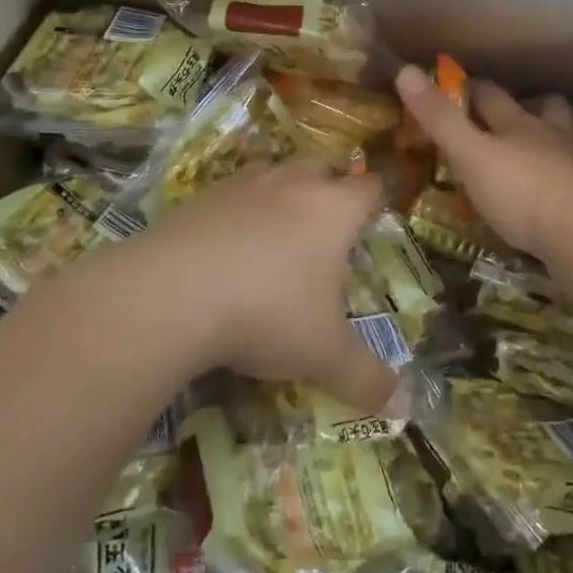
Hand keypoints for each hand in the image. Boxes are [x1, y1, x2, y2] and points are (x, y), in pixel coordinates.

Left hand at [117, 159, 400, 416]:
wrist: (170, 294)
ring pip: (272, 172)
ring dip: (280, 193)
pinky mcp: (198, 197)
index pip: (369, 187)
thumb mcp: (323, 355)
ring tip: (275, 234)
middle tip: (325, 229)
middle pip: (320, 167)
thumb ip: (366, 379)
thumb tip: (402, 406)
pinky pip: (229, 193)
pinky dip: (236, 211)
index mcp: (333, 210)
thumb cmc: (267, 313)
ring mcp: (241, 185)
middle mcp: (291, 184)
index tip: (373, 220)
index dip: (376, 200)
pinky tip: (226, 247)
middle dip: (327, 188)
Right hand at [394, 64, 572, 256]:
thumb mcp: (469, 155)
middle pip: (546, 108)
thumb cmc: (519, 192)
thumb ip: (439, 119)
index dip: (472, 88)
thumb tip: (405, 70)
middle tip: (513, 112)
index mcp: (518, 124)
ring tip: (554, 138)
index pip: (492, 95)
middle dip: (531, 105)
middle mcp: (551, 136)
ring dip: (566, 130)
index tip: (456, 85)